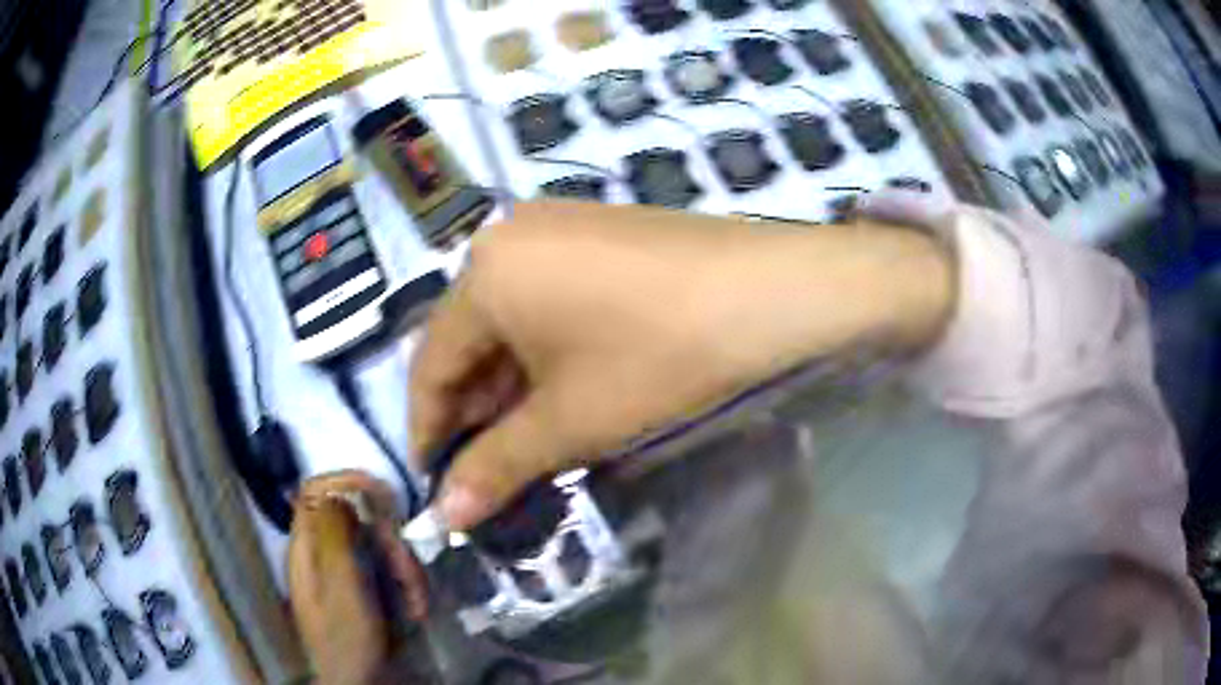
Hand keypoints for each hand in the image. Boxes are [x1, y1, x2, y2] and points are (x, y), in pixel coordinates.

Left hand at [287, 471, 427, 684]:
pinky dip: (406, 583)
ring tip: (417, 600)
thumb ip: (334, 537)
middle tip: (408, 569)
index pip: (315, 489)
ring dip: (403, 565)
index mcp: (306, 547)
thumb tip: (338, 490)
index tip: (384, 496)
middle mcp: (321, 552)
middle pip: (354, 517)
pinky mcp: (364, 588)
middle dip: (388, 538)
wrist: (360, 684)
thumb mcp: (340, 590)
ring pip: (377, 543)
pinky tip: (416, 606)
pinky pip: (387, 568)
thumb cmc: (347, 641)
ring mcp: (343, 571)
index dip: (346, 482)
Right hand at [410, 202, 953, 530]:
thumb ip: (497, 467)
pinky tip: (560, 383)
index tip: (435, 480)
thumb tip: (445, 516)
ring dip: (507, 381)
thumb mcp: (571, 420)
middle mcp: (506, 236)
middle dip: (472, 408)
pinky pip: (543, 295)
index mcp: (483, 273)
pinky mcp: (593, 230)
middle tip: (483, 467)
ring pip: (508, 317)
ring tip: (521, 436)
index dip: (427, 428)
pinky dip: (540, 346)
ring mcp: (553, 225)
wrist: (770, 290)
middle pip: (468, 337)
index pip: (430, 363)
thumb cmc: (660, 355)